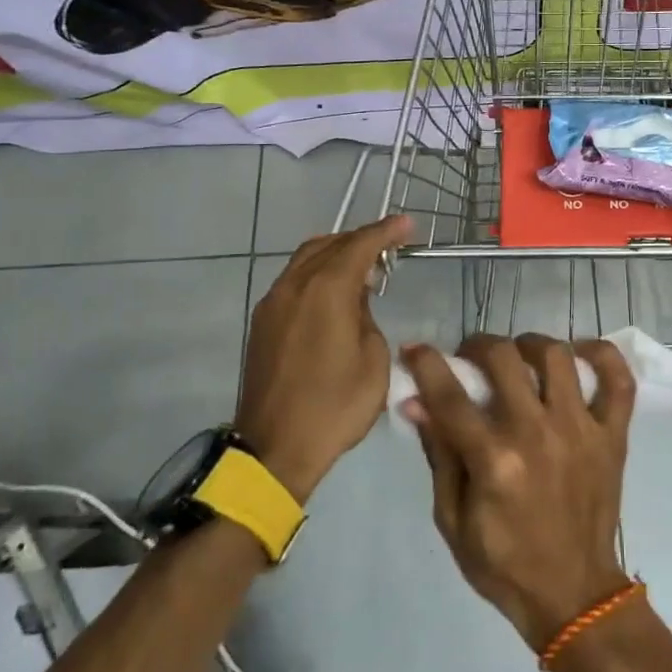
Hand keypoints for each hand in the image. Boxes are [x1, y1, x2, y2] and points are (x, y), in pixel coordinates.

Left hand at [237, 215, 409, 501]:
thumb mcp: (374, 360)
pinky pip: (294, 280)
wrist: (275, 448)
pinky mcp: (263, 322)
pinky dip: (318, 273)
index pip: (360, 245)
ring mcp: (273, 303)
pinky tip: (336, 292)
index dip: (386, 231)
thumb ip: (367, 318)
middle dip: (361, 239)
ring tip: (365, 267)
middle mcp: (295, 286)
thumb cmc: (335, 406)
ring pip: (306, 259)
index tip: (407, 224)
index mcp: (326, 290)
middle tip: (390, 245)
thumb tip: (356, 303)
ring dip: (337, 254)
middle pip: (329, 244)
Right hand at [402, 334, 636, 650]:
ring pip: (557, 356)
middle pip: (504, 359)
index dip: (426, 364)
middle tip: (471, 357)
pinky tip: (579, 354)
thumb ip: (439, 454)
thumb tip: (416, 402)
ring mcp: (581, 430)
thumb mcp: (452, 519)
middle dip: (478, 346)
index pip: (451, 396)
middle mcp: (538, 434)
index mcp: (494, 462)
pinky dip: (602, 355)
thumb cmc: (503, 563)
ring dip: (529, 345)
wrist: (573, 594)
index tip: (415, 349)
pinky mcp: (613, 435)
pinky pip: (619, 380)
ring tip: (519, 358)